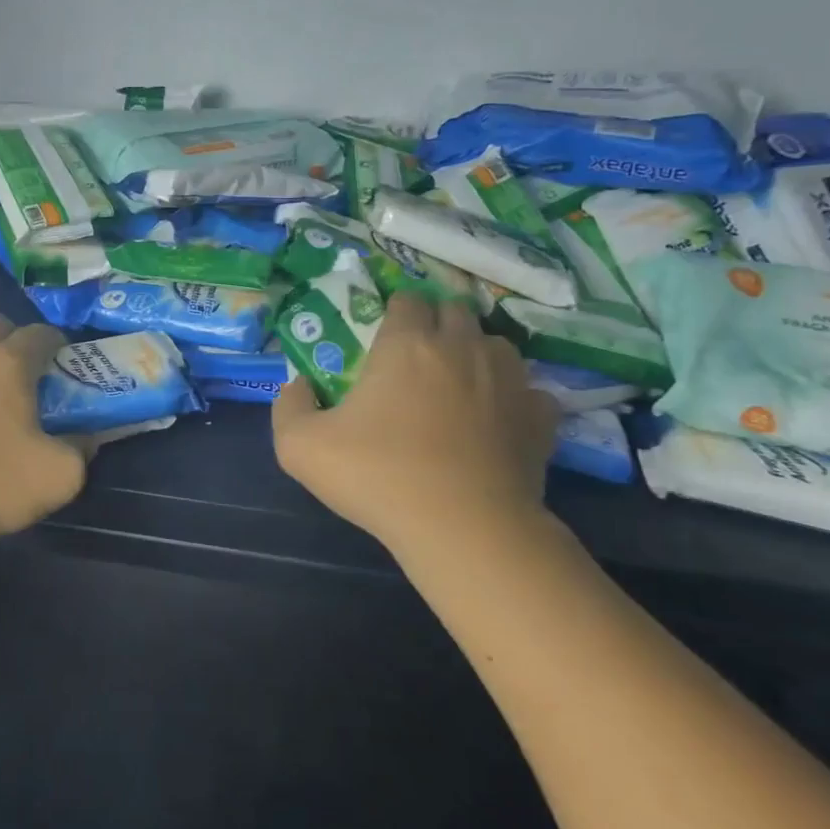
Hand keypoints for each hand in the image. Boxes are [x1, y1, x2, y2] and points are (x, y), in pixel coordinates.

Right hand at [272, 293, 556, 552]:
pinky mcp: (540, 417)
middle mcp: (462, 347)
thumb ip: (289, 406)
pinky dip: (513, 397)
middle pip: (455, 310)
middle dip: (436, 323)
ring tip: (458, 384)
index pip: (407, 299)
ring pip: (496, 344)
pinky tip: (496, 420)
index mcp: (407, 344)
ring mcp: (509, 380)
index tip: (382, 336)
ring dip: (476, 353)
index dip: (394, 311)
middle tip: (417, 357)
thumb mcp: (300, 447)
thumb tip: (299, 385)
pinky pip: (530, 390)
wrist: (463, 529)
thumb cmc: (378, 477)